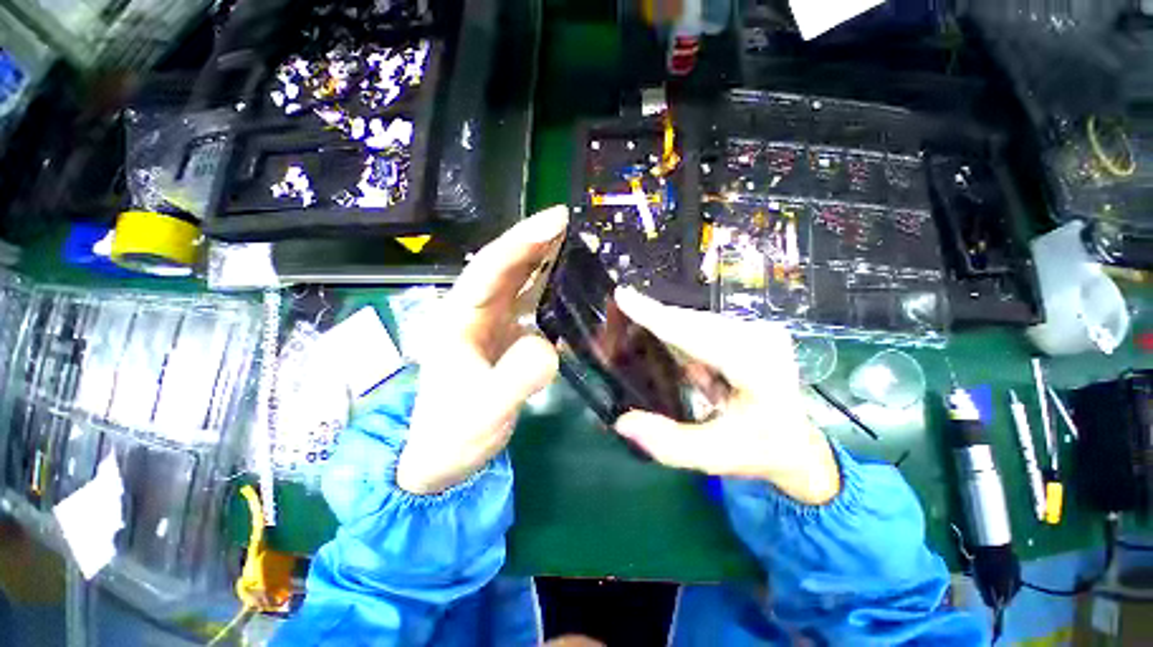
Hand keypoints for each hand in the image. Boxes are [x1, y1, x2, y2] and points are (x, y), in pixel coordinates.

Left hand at [396, 206, 566, 493]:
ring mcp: (493, 325)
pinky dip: (553, 291)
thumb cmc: (453, 436)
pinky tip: (573, 287)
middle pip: (506, 267)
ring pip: (520, 283)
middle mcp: (475, 313)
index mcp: (458, 320)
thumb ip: (516, 381)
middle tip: (573, 224)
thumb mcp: (483, 414)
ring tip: (578, 246)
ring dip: (546, 262)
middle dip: (537, 242)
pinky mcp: (508, 338)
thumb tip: (549, 347)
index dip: (523, 243)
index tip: (556, 221)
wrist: (444, 459)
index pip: (490, 269)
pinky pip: (532, 305)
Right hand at [613, 288, 839, 505]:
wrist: (798, 443)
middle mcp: (758, 337)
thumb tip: (621, 422)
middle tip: (612, 326)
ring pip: (691, 322)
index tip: (622, 296)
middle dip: (648, 321)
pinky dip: (672, 332)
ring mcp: (754, 330)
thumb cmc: (761, 451)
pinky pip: (698, 328)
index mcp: (757, 367)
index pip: (695, 335)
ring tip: (627, 330)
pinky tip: (653, 336)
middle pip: (688, 323)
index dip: (654, 316)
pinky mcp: (744, 331)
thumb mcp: (716, 455)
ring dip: (658, 326)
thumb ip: (669, 443)